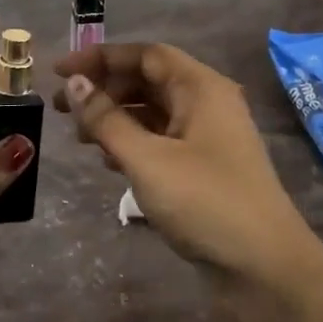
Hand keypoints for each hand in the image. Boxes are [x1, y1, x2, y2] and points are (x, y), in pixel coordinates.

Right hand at [55, 43, 322, 287]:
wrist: (263, 266)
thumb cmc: (205, 202)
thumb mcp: (147, 159)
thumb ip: (106, 120)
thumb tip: (74, 83)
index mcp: (201, 88)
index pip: (145, 55)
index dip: (100, 57)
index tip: (59, 72)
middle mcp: (206, 104)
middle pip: (148, 81)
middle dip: (103, 90)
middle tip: (62, 109)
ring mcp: (207, 138)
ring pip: (152, 113)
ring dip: (114, 119)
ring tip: (80, 138)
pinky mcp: (203, 168)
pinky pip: (160, 141)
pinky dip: (131, 144)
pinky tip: (108, 163)